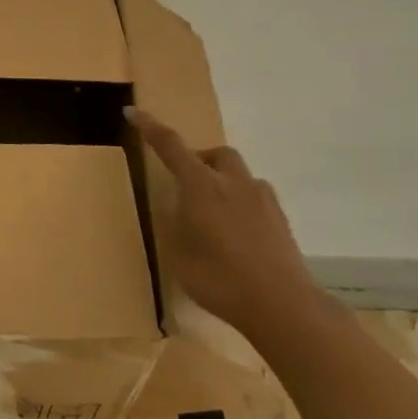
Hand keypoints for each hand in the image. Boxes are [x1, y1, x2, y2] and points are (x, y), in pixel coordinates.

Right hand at [127, 107, 324, 345]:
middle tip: (186, 185)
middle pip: (215, 153)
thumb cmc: (221, 280)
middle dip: (199, 159)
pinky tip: (239, 233)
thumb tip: (178, 209)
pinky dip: (242, 203)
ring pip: (239, 174)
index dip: (150, 127)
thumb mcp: (181, 255)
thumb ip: (176, 225)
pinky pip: (256, 197)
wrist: (284, 307)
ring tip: (214, 213)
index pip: (170, 146)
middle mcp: (232, 183)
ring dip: (223, 181)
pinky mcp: (281, 219)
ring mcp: (262, 199)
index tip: (133, 111)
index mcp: (201, 186)